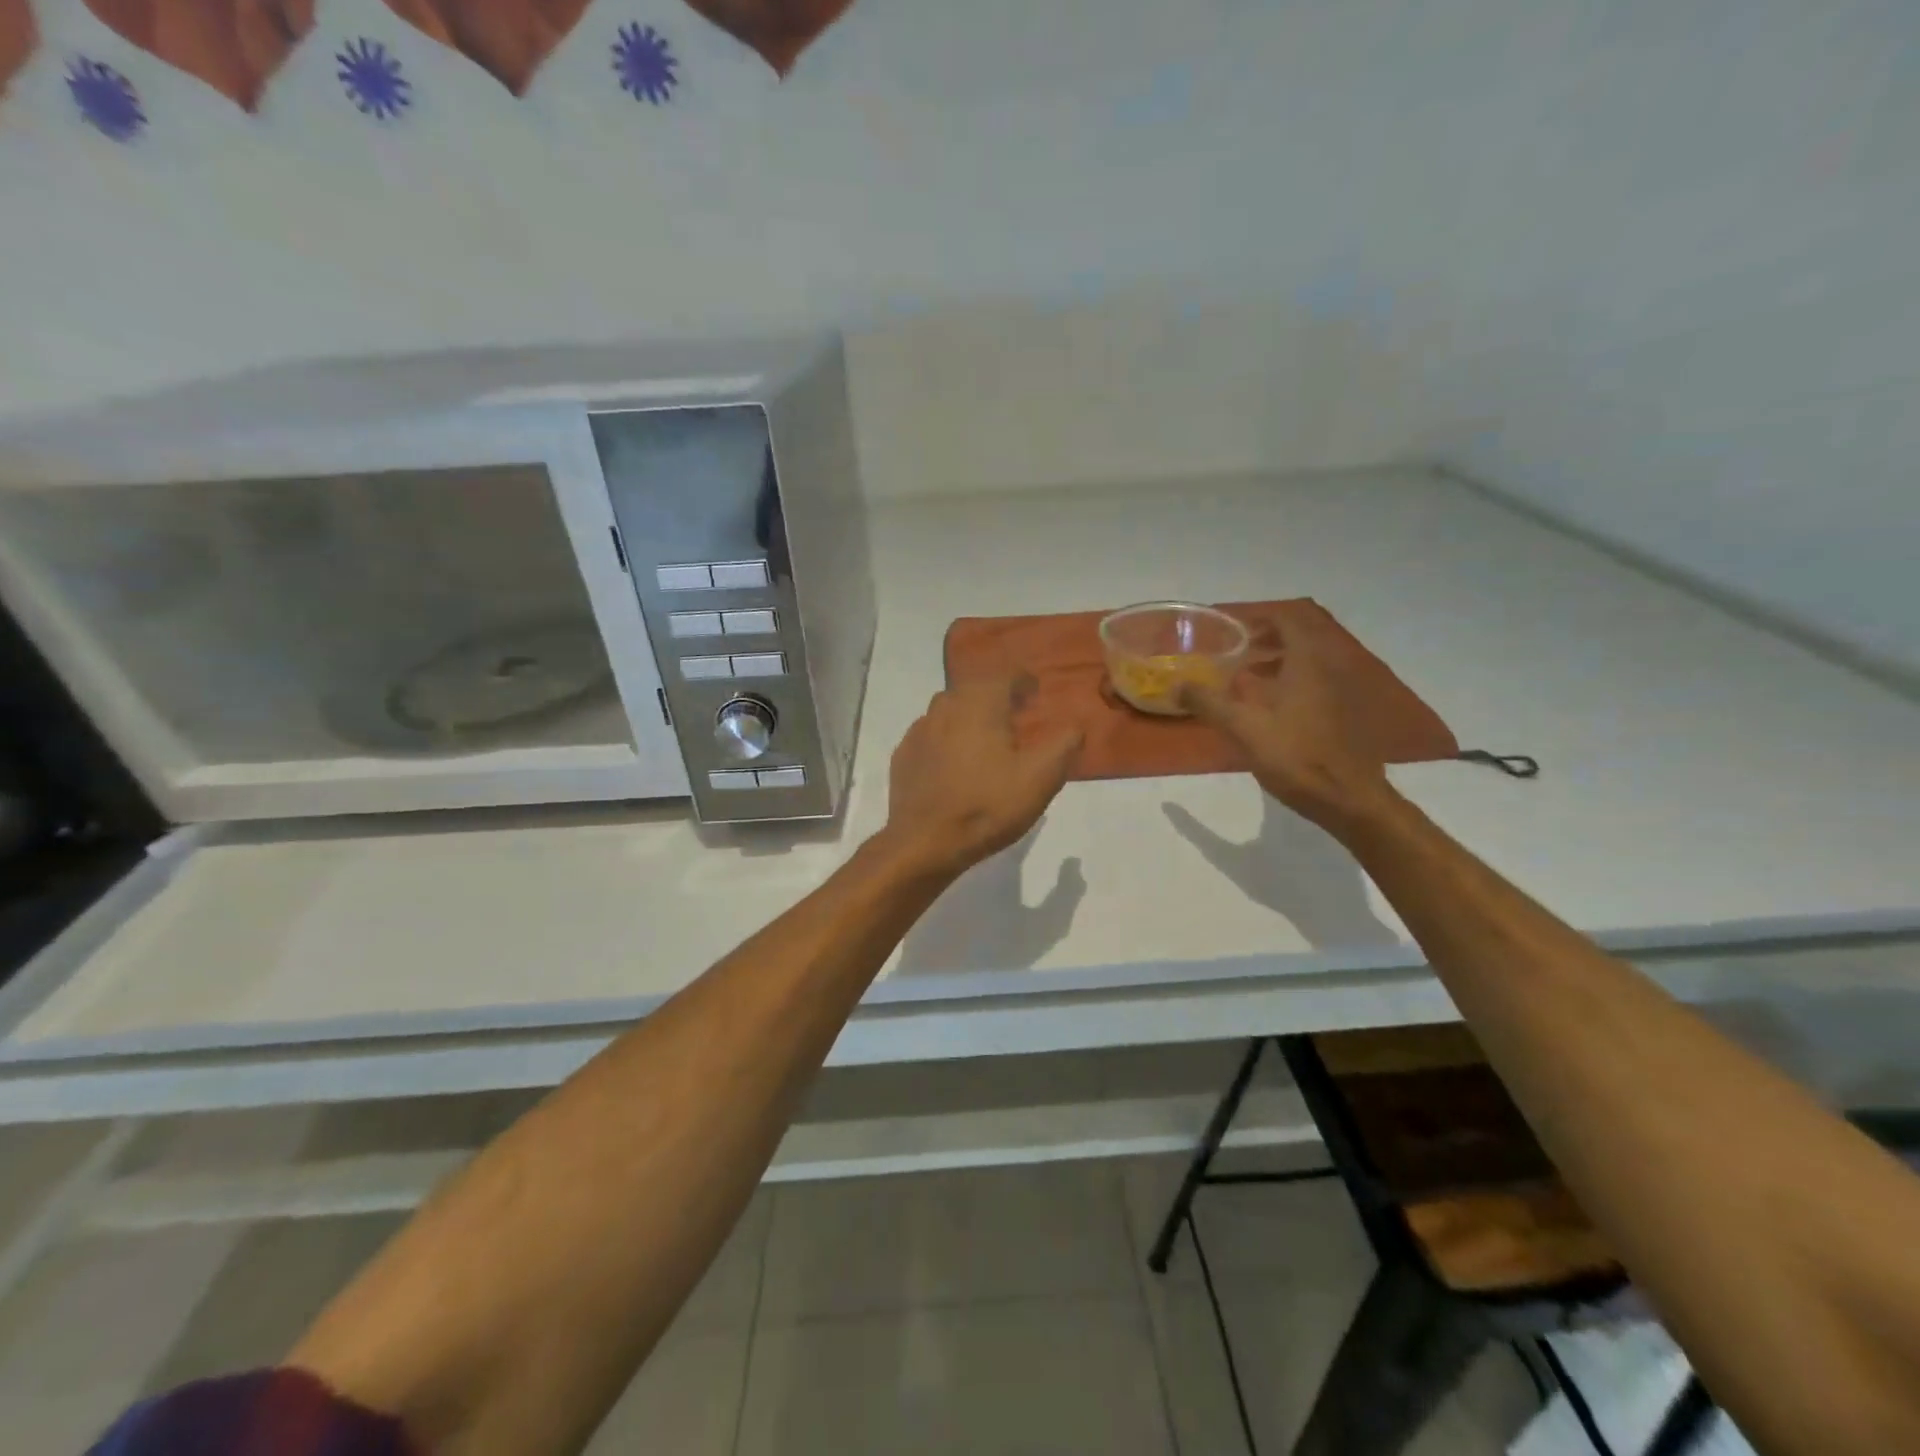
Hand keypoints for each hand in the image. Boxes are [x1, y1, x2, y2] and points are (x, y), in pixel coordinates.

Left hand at [882, 676, 1083, 877]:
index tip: (1036, 692)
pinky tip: (955, 760)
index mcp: (980, 704)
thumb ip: (1063, 746)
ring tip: (987, 735)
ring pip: (949, 709)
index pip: (1006, 676)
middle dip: (997, 695)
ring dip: (970, 714)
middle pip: (975, 688)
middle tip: (1016, 713)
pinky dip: (947, 737)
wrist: (924, 842)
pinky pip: (931, 734)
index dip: (1024, 680)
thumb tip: (1076, 725)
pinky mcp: (904, 755)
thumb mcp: (1040, 779)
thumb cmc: (987, 806)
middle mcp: (946, 706)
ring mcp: (919, 730)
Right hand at [1181, 615, 1396, 834]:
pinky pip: (1313, 685)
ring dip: (1278, 663)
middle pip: (1299, 640)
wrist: (1348, 798)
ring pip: (1306, 664)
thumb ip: (1209, 703)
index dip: (1260, 618)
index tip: (1233, 628)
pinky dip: (1290, 684)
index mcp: (1305, 665)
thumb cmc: (1295, 756)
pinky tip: (1269, 710)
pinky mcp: (1341, 716)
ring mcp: (1338, 694)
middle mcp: (1327, 671)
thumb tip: (1177, 685)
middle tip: (1237, 651)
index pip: (1288, 620)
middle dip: (1267, 640)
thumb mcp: (1243, 728)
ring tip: (1247, 678)